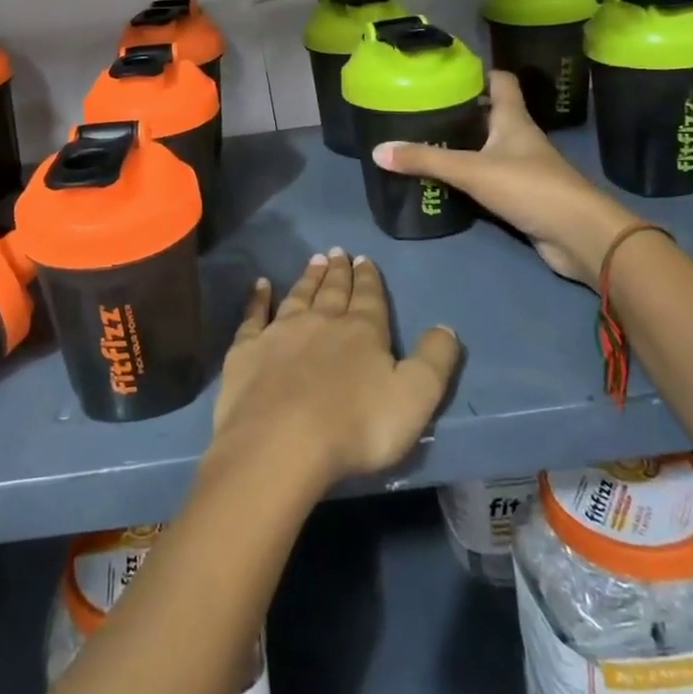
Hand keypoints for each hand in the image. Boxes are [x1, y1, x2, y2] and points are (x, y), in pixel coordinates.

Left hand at [211, 250, 460, 490]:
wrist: (281, 441)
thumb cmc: (355, 425)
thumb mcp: (414, 398)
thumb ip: (433, 361)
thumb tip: (445, 327)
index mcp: (362, 332)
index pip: (369, 299)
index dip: (369, 279)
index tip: (364, 259)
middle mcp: (320, 322)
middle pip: (332, 292)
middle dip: (338, 272)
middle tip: (338, 251)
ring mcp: (280, 332)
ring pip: (298, 296)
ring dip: (308, 278)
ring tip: (314, 260)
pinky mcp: (247, 349)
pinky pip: (254, 315)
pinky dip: (258, 298)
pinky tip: (260, 285)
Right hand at [371, 70, 636, 286]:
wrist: (579, 236)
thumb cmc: (530, 187)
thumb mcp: (471, 170)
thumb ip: (425, 160)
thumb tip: (377, 150)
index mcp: (513, 120)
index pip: (500, 82)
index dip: (478, 73)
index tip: (447, 72)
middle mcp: (518, 138)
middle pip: (488, 115)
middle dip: (458, 111)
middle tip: (421, 110)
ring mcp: (522, 168)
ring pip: (486, 148)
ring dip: (461, 145)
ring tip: (422, 142)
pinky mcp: (520, 196)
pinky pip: (487, 178)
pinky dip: (467, 177)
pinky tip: (442, 181)